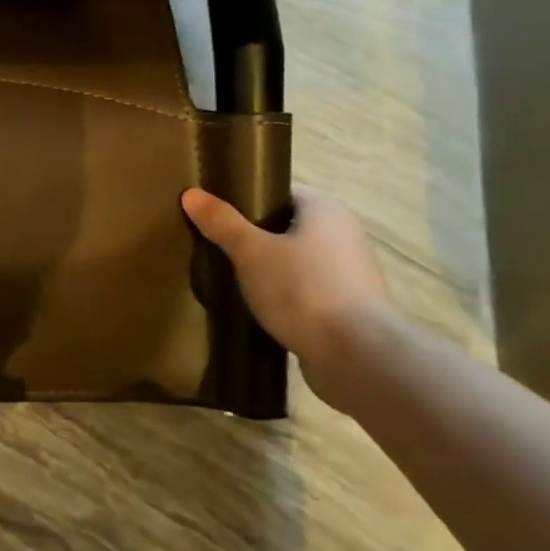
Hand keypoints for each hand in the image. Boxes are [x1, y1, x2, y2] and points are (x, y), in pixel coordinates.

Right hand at [181, 184, 397, 408]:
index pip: (280, 193)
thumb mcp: (251, 251)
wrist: (358, 357)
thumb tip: (191, 193)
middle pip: (288, 227)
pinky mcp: (349, 309)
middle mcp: (344, 235)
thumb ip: (221, 222)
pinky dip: (284, 295)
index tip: (216, 213)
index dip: (247, 199)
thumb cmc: (304, 289)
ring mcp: (350, 274)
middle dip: (254, 236)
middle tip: (216, 245)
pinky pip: (307, 291)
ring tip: (231, 278)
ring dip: (269, 269)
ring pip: (297, 261)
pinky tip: (258, 307)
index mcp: (326, 211)